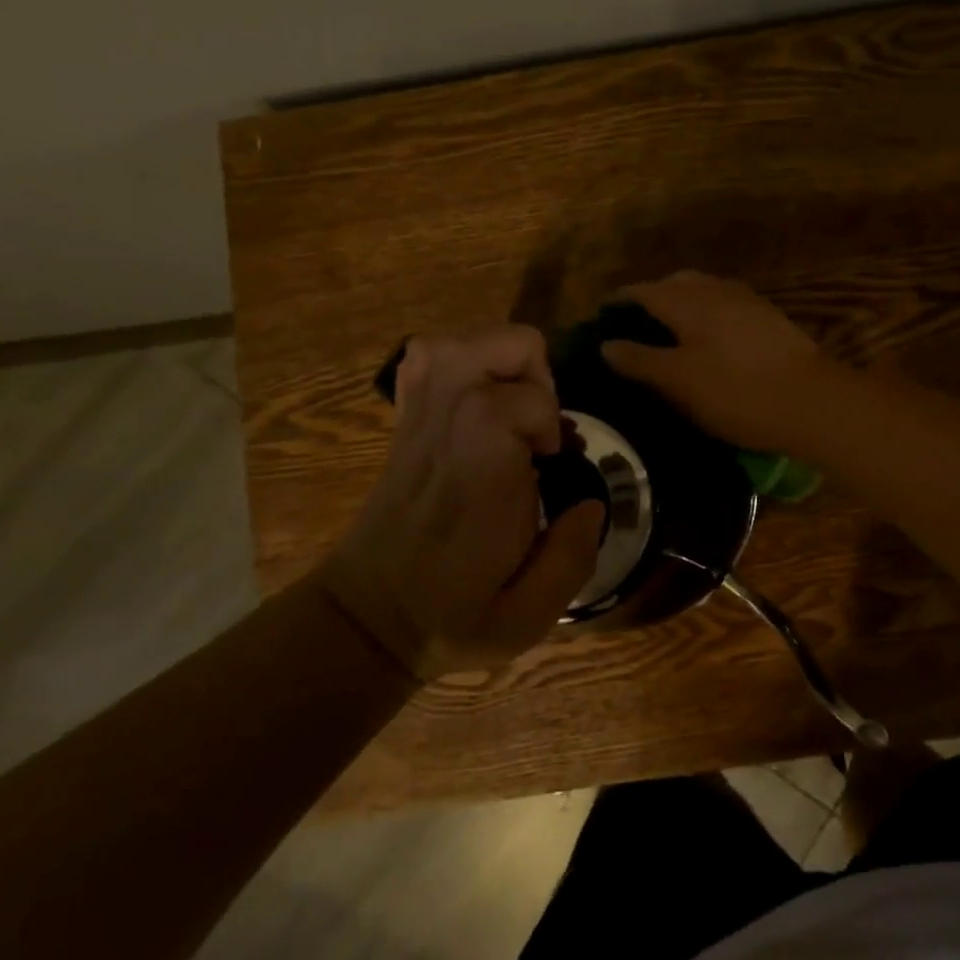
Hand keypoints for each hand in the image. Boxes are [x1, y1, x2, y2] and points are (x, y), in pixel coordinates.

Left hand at [316, 325, 603, 679]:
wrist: (367, 619)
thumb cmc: (451, 617)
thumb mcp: (528, 617)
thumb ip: (573, 557)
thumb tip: (592, 504)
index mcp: (480, 474)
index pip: (521, 400)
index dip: (549, 419)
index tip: (550, 461)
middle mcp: (446, 430)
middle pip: (495, 344)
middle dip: (535, 374)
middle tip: (537, 427)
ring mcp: (419, 418)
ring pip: (459, 340)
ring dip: (503, 362)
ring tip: (515, 409)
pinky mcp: (405, 419)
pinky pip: (426, 357)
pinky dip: (463, 360)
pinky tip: (479, 398)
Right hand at [601, 272, 830, 450]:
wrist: (811, 401)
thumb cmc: (736, 392)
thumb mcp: (679, 381)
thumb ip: (640, 360)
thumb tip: (606, 343)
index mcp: (689, 301)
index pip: (643, 291)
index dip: (619, 301)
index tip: (601, 316)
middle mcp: (717, 290)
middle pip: (676, 283)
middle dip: (652, 297)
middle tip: (635, 324)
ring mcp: (748, 302)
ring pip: (705, 291)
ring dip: (683, 303)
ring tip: (670, 332)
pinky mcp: (770, 319)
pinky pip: (726, 306)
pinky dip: (707, 314)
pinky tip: (710, 340)